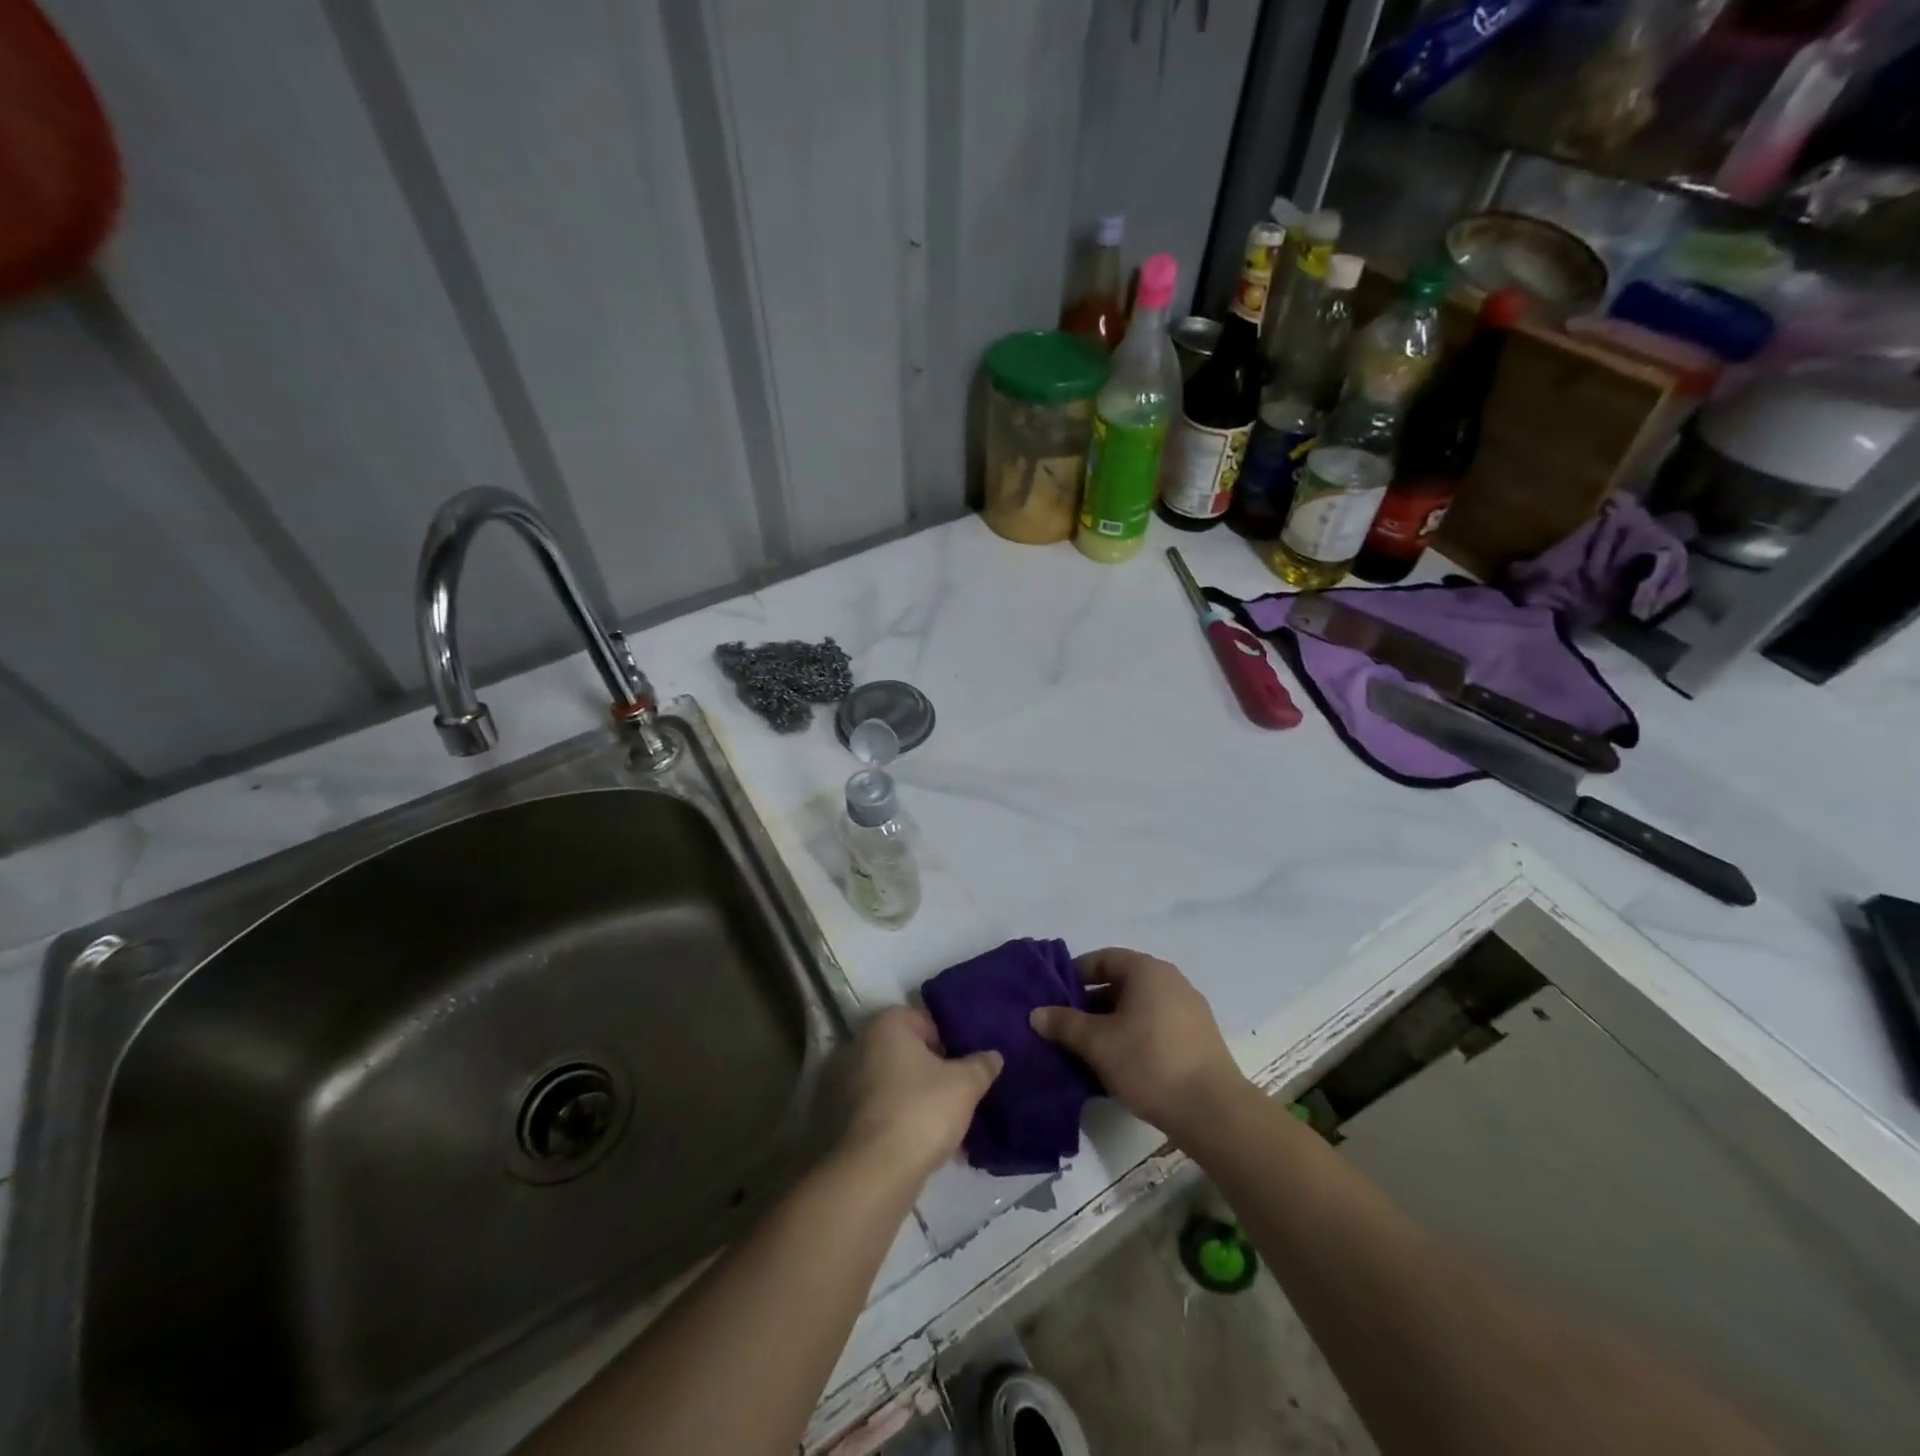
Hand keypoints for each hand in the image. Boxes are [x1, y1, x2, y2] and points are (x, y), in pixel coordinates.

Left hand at [839, 1006, 1001, 1189]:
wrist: (877, 1172)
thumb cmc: (922, 1110)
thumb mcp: (965, 1085)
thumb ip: (981, 1065)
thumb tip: (994, 1055)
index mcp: (886, 1025)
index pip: (924, 1019)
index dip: (948, 1039)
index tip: (965, 1062)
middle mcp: (861, 1045)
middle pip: (909, 1051)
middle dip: (934, 1069)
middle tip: (960, 1088)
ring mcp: (849, 1083)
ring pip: (897, 1082)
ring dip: (920, 1096)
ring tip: (948, 1119)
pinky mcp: (846, 1118)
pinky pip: (884, 1108)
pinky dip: (904, 1118)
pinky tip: (928, 1140)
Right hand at [1030, 948, 1242, 1143]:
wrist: (1213, 1111)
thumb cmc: (1149, 1062)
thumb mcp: (1098, 1043)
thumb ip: (1065, 1024)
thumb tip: (1036, 1013)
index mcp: (1147, 970)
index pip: (1103, 958)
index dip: (1075, 974)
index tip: (1054, 997)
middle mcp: (1170, 981)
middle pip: (1121, 983)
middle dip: (1090, 1003)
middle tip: (1066, 1027)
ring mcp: (1188, 1009)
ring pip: (1138, 1008)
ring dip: (1111, 1024)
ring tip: (1087, 1050)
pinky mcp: (1198, 1038)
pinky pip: (1156, 1026)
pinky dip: (1133, 1037)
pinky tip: (1118, 1066)